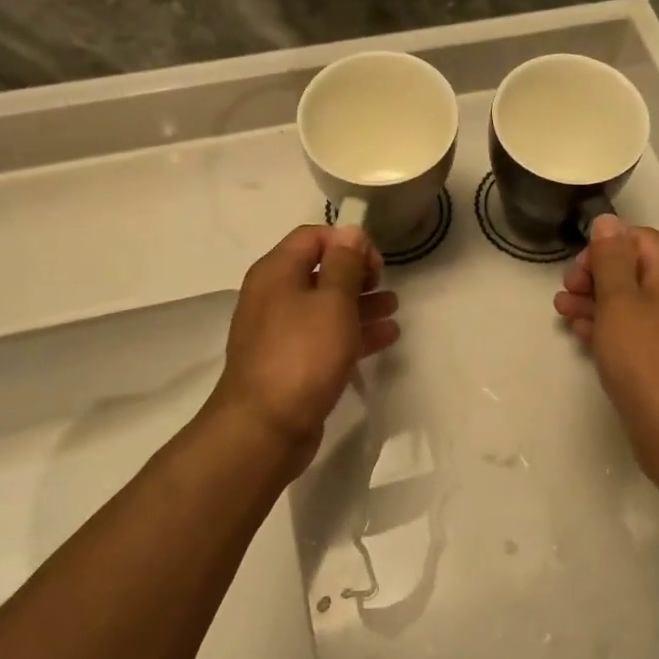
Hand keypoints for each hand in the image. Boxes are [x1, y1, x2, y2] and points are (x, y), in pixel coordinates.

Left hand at [210, 225, 401, 466]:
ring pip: (325, 306)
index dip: (347, 242)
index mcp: (276, 272)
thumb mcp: (332, 301)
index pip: (312, 237)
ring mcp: (280, 332)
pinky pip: (325, 337)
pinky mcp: (291, 363)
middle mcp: (274, 296)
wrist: (265, 428)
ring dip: (360, 303)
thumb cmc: (303, 354)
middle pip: (319, 271)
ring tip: (393, 308)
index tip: (376, 262)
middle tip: (385, 283)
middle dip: (356, 273)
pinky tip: (386, 336)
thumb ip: (345, 263)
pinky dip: (353, 332)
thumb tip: (350, 230)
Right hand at [554, 215, 658, 471]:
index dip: (606, 244)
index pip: (640, 239)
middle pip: (633, 271)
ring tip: (562, 312)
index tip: (579, 265)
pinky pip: (631, 333)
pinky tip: (582, 336)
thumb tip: (608, 221)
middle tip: (566, 290)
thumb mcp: (619, 300)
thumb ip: (612, 258)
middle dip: (595, 275)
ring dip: (594, 301)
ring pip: (628, 304)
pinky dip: (605, 328)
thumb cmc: (643, 357)